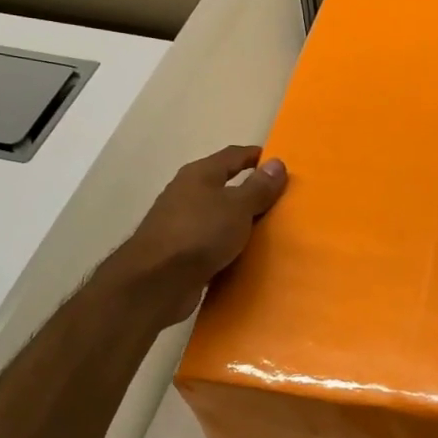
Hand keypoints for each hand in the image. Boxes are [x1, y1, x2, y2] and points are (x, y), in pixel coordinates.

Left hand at [106, 146, 287, 324]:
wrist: (156, 282)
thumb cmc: (200, 233)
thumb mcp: (238, 207)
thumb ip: (259, 187)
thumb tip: (277, 163)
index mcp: (200, 174)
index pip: (232, 155)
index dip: (256, 156)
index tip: (279, 164)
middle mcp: (187, 194)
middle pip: (224, 186)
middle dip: (251, 191)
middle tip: (280, 200)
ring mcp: (180, 224)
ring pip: (218, 216)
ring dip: (240, 221)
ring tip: (269, 230)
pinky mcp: (179, 252)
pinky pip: (212, 242)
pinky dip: (229, 245)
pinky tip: (246, 255)